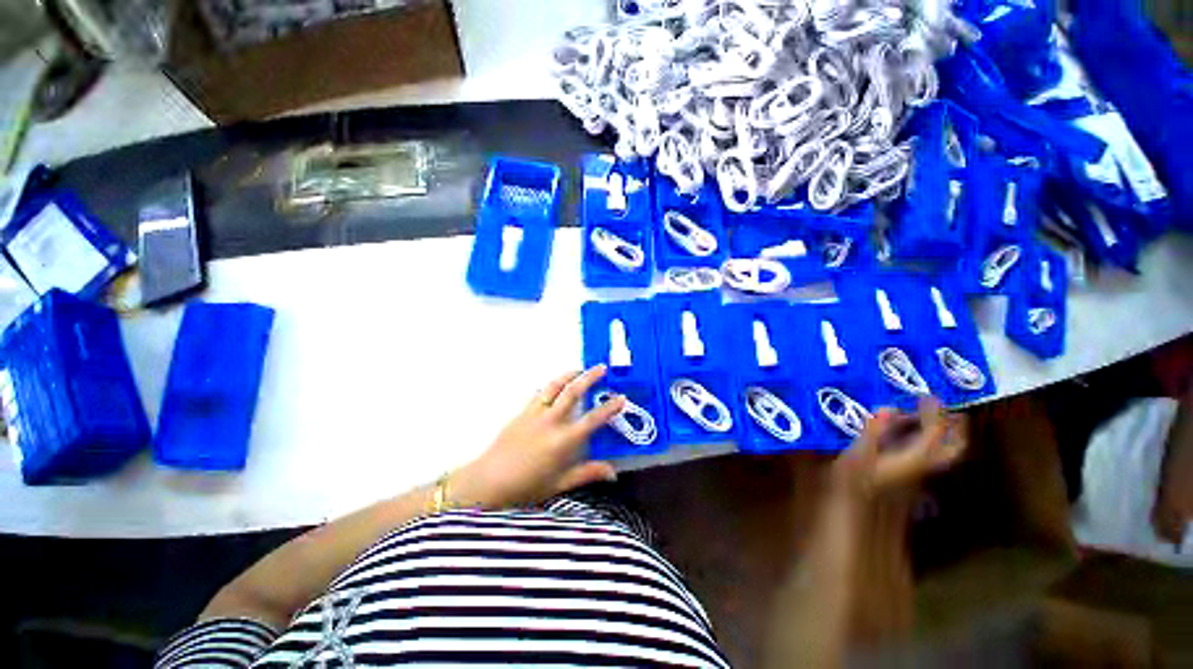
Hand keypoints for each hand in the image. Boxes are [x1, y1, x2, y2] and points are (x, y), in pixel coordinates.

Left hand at [449, 365, 625, 509]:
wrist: (488, 481)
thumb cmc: (526, 487)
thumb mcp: (560, 484)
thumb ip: (587, 474)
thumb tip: (613, 473)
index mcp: (564, 440)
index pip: (593, 419)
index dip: (609, 408)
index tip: (621, 397)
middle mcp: (551, 421)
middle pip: (573, 392)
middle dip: (590, 377)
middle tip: (602, 368)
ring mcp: (535, 413)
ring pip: (555, 386)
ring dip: (569, 374)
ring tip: (580, 368)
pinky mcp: (522, 412)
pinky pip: (540, 393)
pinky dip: (551, 385)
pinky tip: (556, 385)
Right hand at [832, 397, 965, 500]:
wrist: (857, 511)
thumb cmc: (855, 479)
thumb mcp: (859, 452)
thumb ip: (874, 431)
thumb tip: (887, 408)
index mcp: (915, 458)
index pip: (935, 432)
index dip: (934, 412)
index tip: (928, 396)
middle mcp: (924, 465)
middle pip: (954, 448)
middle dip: (957, 429)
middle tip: (952, 410)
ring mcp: (919, 471)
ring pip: (945, 453)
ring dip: (946, 435)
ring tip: (935, 418)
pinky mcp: (910, 473)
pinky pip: (930, 455)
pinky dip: (930, 442)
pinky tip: (912, 435)